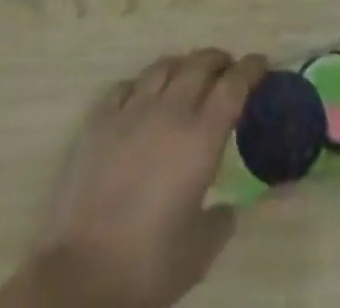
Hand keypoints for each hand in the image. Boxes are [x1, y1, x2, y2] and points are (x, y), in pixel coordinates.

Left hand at [0, 50, 268, 307]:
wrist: (79, 278)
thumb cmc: (147, 268)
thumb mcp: (198, 253)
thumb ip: (220, 222)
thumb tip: (227, 209)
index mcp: (201, 138)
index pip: (234, 86)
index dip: (250, 69)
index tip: (260, 63)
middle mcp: (170, 112)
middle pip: (200, 64)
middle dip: (219, 60)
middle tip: (227, 68)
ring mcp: (131, 111)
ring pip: (163, 66)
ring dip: (182, 65)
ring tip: (186, 75)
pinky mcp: (99, 121)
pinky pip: (126, 86)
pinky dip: (142, 85)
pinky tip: (142, 97)